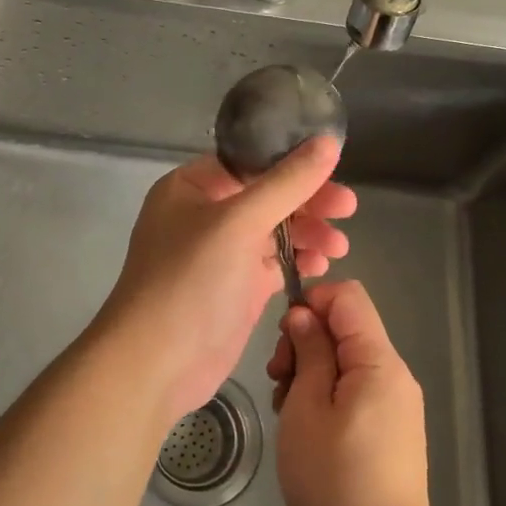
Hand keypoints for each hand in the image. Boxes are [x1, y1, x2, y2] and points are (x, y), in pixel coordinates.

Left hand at [95, 136, 354, 422]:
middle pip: (267, 195)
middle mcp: (205, 214)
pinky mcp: (237, 287)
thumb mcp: (239, 222)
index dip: (292, 162)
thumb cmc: (191, 281)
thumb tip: (328, 142)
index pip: (249, 161)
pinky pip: (274, 262)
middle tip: (348, 209)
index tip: (335, 168)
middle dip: (308, 202)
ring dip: (308, 233)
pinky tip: (321, 266)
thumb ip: (287, 183)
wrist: (157, 363)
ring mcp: (221, 253)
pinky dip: (298, 261)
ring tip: (339, 247)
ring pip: (274, 229)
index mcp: (191, 187)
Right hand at [270, 280, 444, 505]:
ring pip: (346, 360)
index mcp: (379, 361)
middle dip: (306, 341)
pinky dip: (325, 395)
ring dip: (311, 372)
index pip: (348, 296)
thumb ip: (309, 352)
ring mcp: (395, 404)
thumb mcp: (307, 408)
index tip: (284, 339)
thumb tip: (304, 316)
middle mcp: (394, 375)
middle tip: (278, 381)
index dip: (311, 302)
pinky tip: (305, 430)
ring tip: (288, 412)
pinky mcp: (390, 430)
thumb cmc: (335, 480)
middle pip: (346, 327)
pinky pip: (354, 390)